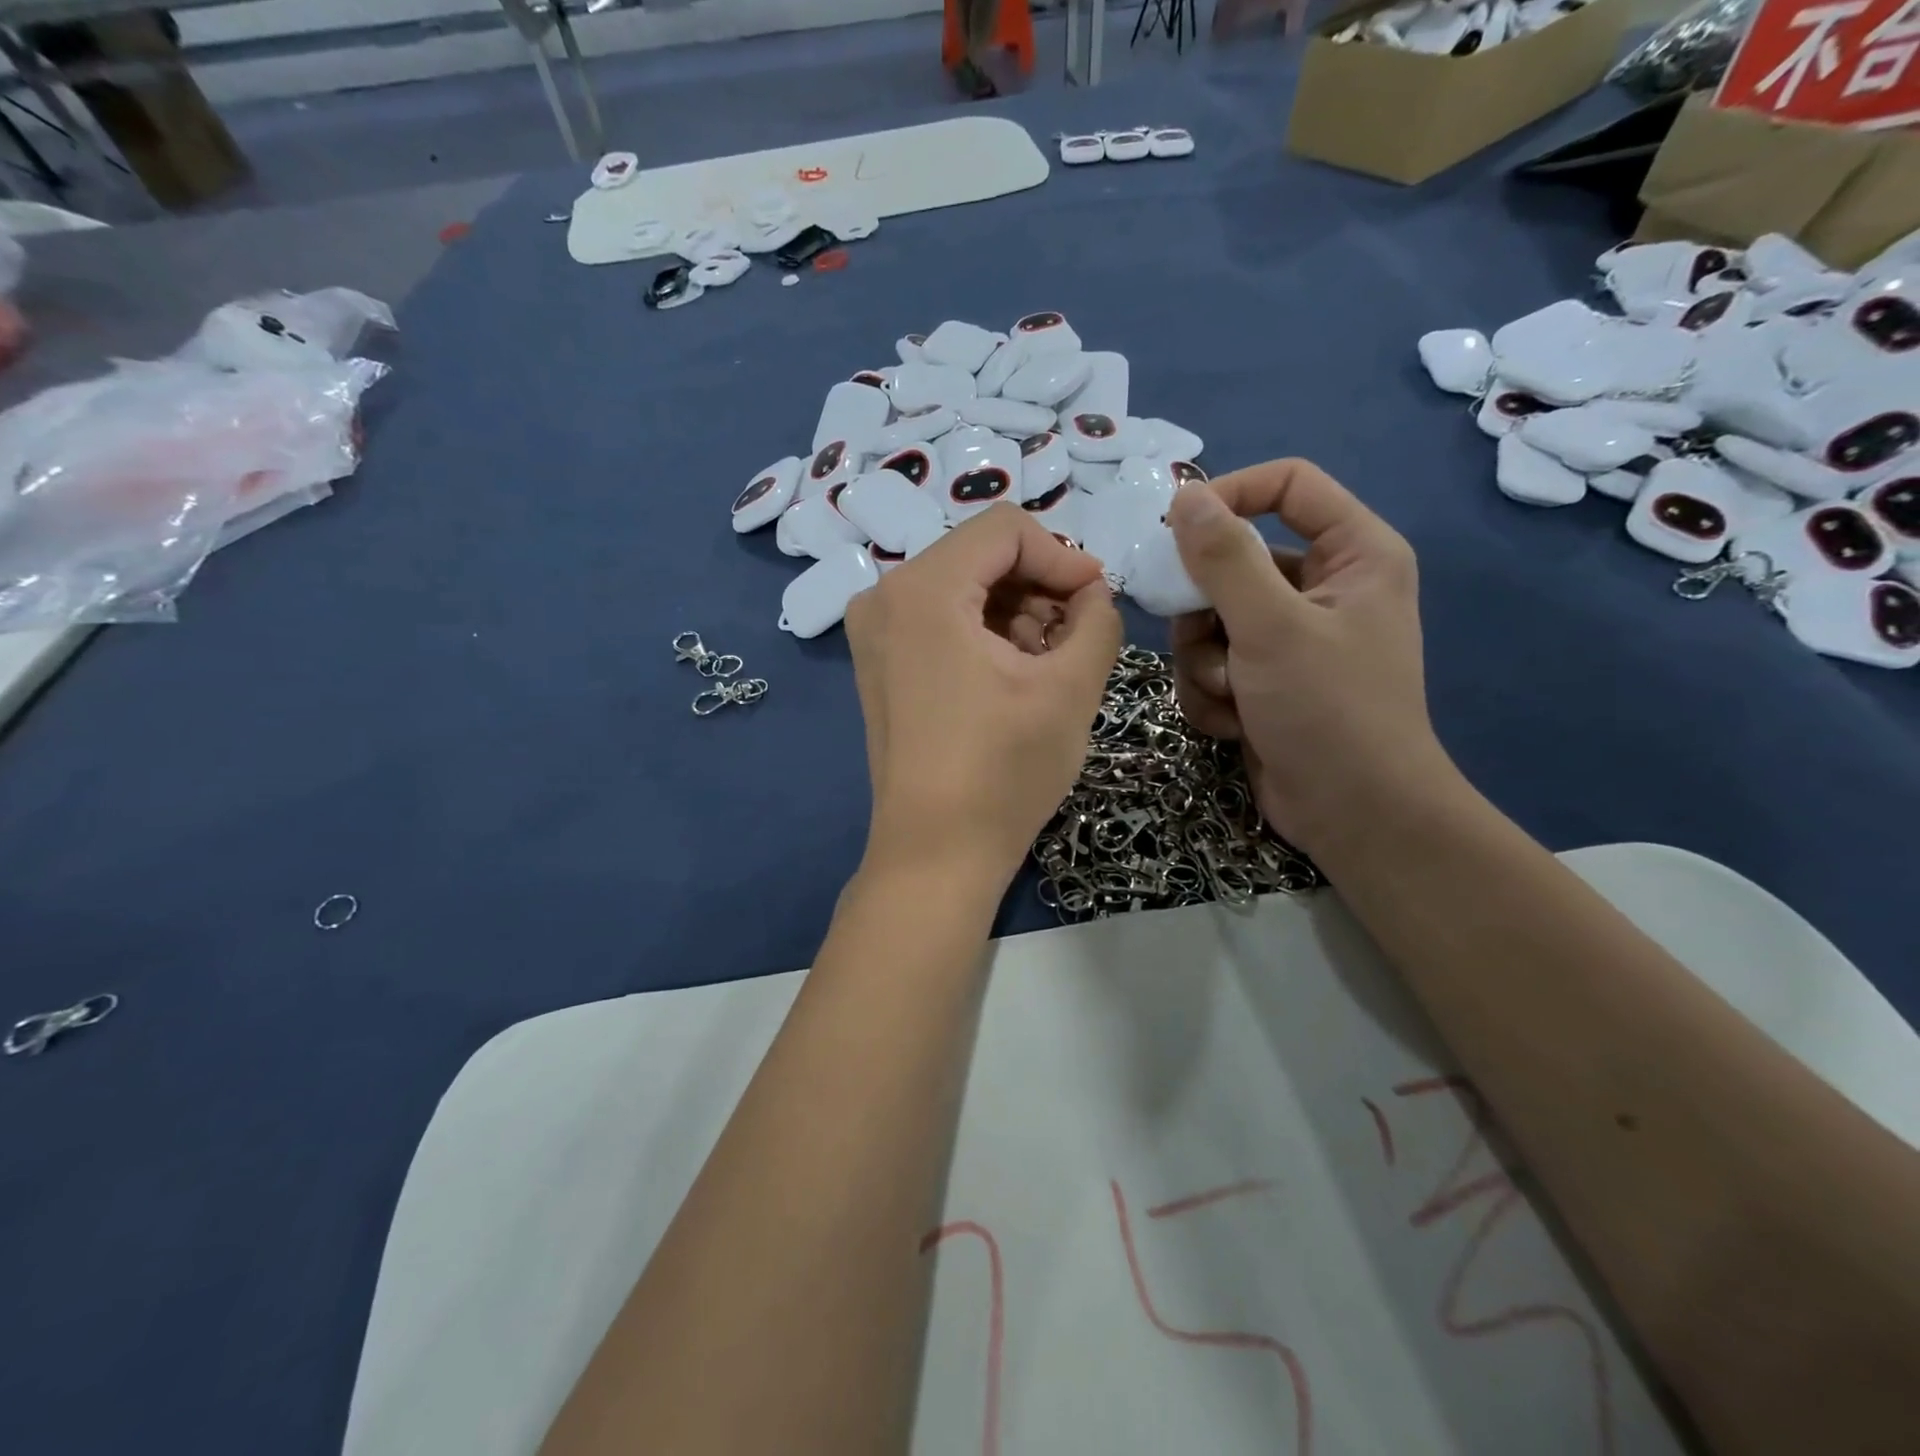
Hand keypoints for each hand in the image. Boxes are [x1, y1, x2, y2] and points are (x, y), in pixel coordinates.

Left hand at [845, 504, 1122, 888]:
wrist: (935, 852)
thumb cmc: (1004, 770)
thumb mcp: (1071, 688)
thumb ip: (1098, 619)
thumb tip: (1093, 594)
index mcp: (922, 589)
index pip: (1006, 529)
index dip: (1064, 558)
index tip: (1099, 602)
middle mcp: (883, 596)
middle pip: (981, 555)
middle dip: (1040, 588)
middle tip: (1077, 637)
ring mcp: (873, 632)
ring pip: (962, 588)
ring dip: (1015, 613)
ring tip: (1047, 664)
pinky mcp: (878, 664)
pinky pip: (939, 620)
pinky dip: (982, 633)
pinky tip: (1012, 676)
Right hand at [1164, 458, 1452, 857]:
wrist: (1352, 814)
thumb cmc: (1328, 709)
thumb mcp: (1272, 627)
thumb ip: (1225, 558)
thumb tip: (1185, 496)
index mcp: (1352, 552)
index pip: (1287, 485)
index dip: (1230, 495)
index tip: (1175, 529)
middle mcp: (1322, 586)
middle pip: (1232, 561)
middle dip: (1207, 612)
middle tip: (1208, 643)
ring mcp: (1289, 636)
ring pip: (1209, 619)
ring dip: (1205, 662)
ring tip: (1232, 695)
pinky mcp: (1264, 678)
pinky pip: (1211, 662)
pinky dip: (1211, 693)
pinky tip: (1235, 723)